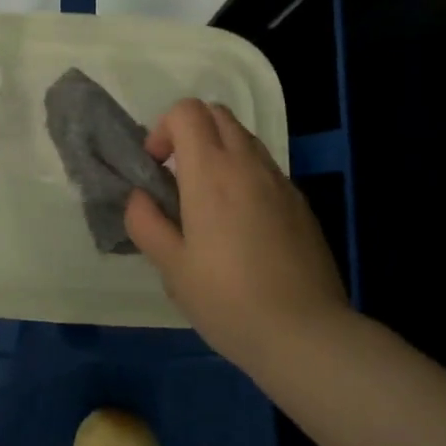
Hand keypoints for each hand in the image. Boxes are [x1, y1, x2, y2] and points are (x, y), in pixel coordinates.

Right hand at [124, 99, 348, 371]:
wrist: (305, 333)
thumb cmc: (227, 300)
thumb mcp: (172, 267)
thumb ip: (146, 222)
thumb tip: (140, 197)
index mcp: (211, 172)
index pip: (187, 111)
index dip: (164, 128)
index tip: (156, 166)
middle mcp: (247, 164)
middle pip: (217, 114)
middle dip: (191, 131)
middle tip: (178, 176)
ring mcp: (280, 181)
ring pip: (245, 138)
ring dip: (219, 151)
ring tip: (208, 201)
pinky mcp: (300, 203)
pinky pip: (265, 168)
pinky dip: (244, 174)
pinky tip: (241, 225)